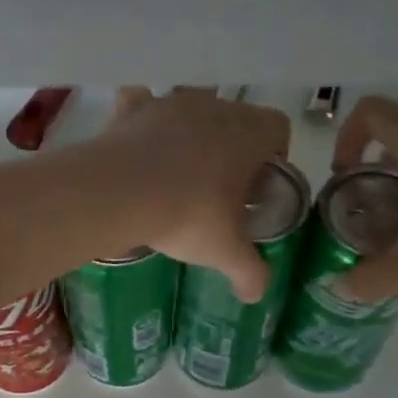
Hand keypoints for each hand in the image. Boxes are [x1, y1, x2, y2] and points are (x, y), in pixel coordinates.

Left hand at [94, 87, 291, 300]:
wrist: (119, 192)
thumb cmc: (188, 215)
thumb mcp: (226, 252)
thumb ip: (250, 272)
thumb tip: (256, 295)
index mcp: (249, 132)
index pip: (278, 129)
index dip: (273, 157)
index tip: (257, 188)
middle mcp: (214, 106)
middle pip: (234, 120)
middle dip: (231, 149)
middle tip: (217, 189)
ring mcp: (170, 102)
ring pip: (190, 111)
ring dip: (189, 135)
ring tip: (175, 174)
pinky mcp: (133, 109)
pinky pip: (142, 104)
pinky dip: (142, 120)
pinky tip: (138, 148)